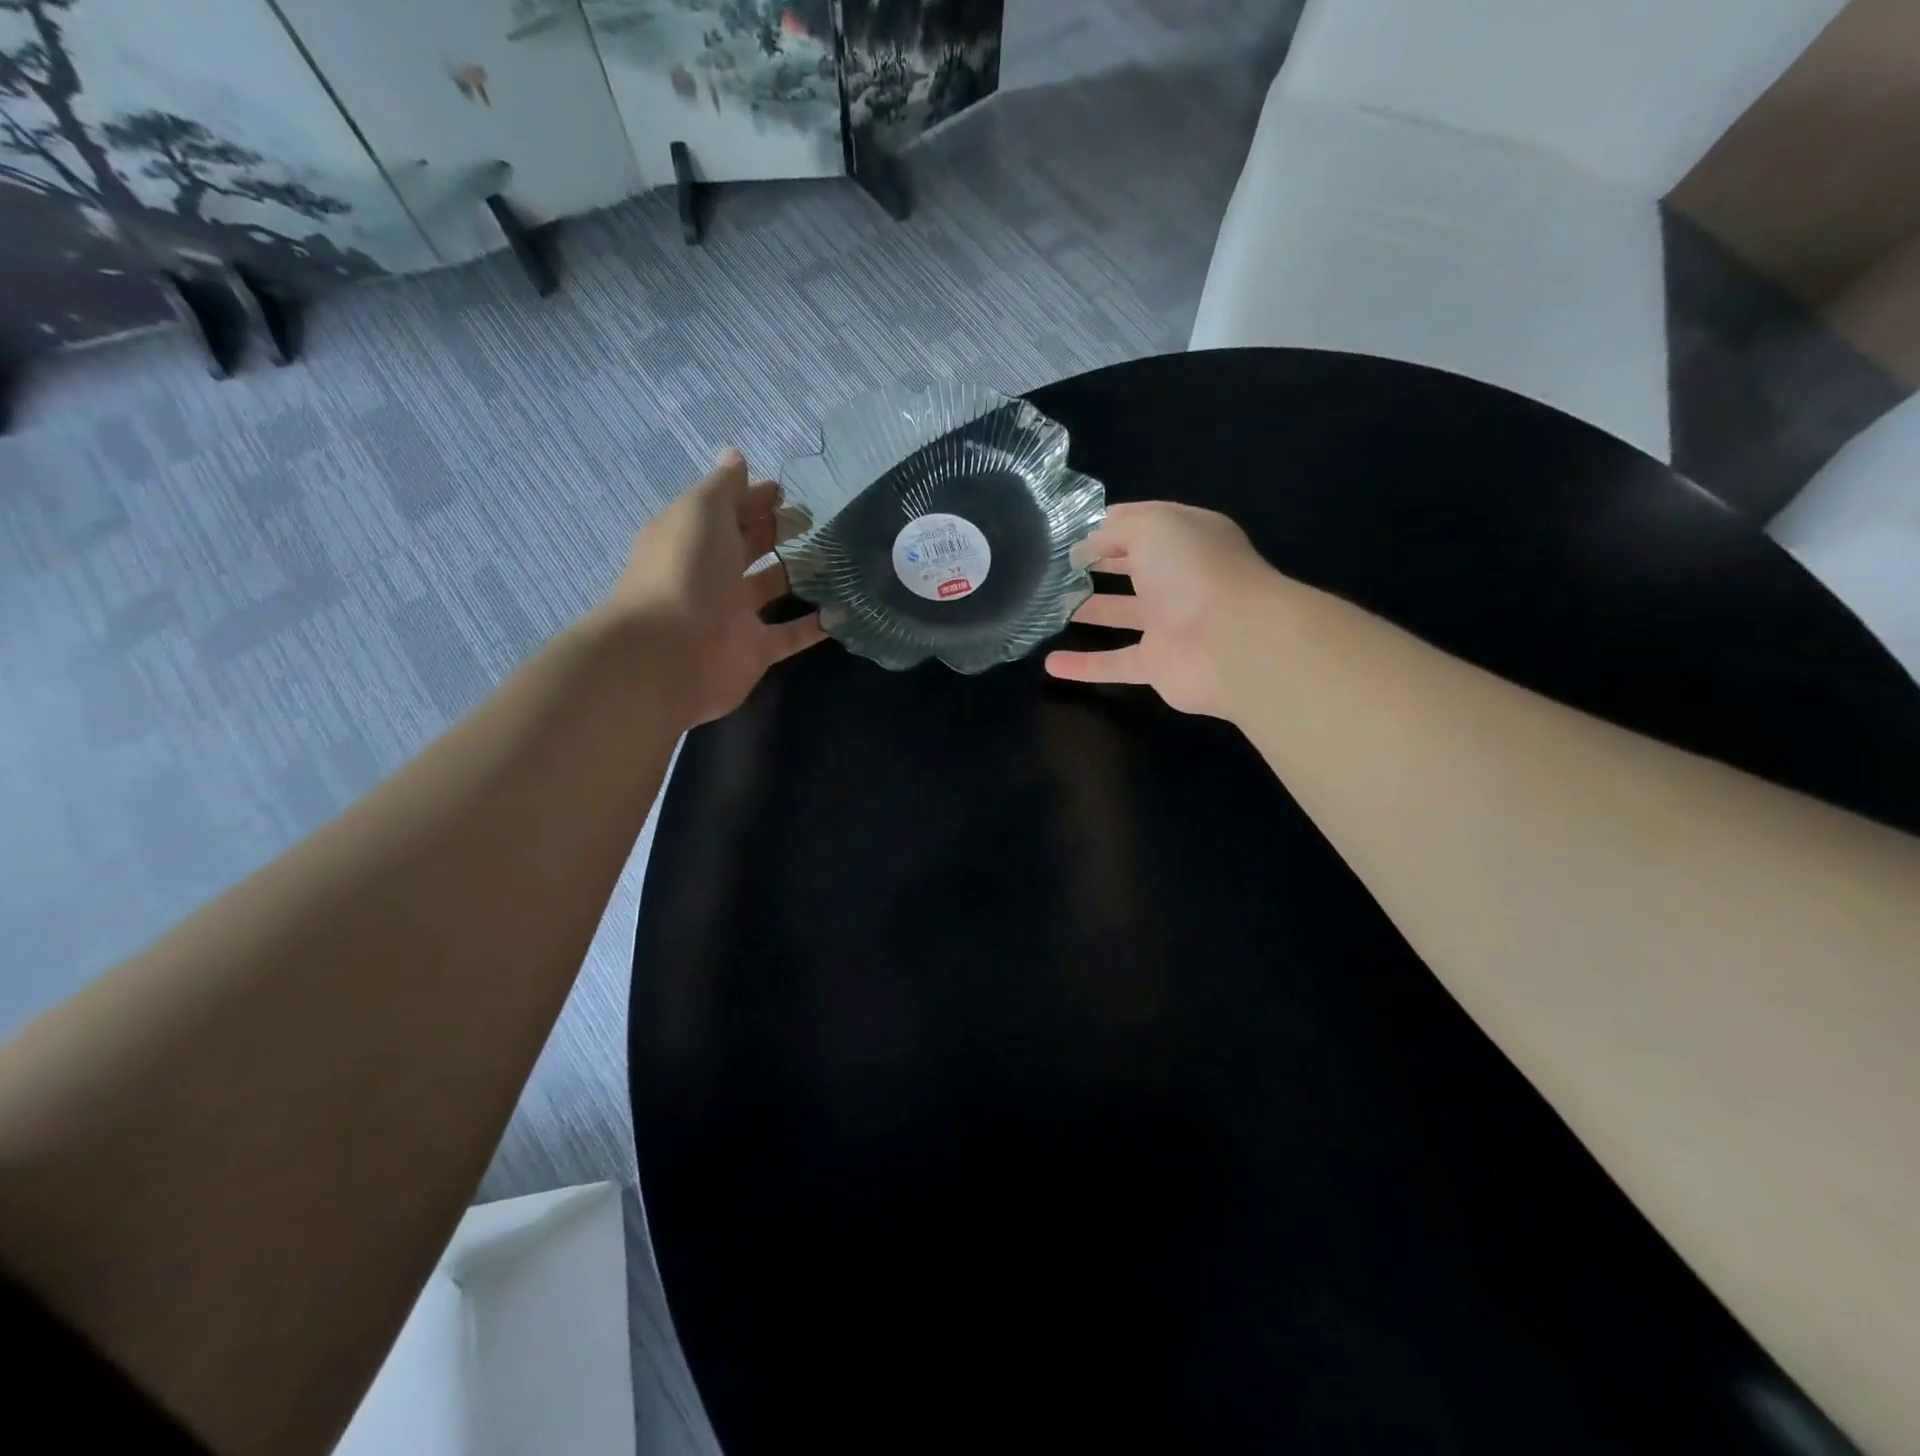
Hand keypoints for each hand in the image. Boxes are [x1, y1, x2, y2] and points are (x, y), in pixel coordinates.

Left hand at [604, 448, 825, 725]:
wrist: (668, 655)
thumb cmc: (685, 571)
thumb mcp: (701, 513)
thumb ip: (724, 486)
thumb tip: (736, 456)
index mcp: (692, 537)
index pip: (725, 510)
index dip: (752, 497)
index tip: (787, 491)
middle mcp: (711, 573)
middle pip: (748, 546)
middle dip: (778, 530)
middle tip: (819, 520)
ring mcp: (733, 614)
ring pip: (771, 587)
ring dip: (799, 573)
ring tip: (838, 559)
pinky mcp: (755, 650)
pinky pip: (790, 634)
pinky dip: (815, 625)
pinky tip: (843, 611)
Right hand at [1046, 501, 1279, 717]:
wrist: (1234, 645)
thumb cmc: (1195, 573)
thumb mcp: (1154, 528)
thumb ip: (1115, 531)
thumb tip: (1084, 546)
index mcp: (1187, 538)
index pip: (1143, 523)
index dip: (1107, 524)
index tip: (1066, 529)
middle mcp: (1180, 578)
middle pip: (1133, 568)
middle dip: (1098, 564)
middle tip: (1054, 566)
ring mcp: (1170, 624)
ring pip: (1122, 614)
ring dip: (1089, 609)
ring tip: (1048, 605)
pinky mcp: (1158, 665)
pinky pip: (1114, 663)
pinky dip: (1084, 666)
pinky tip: (1051, 665)